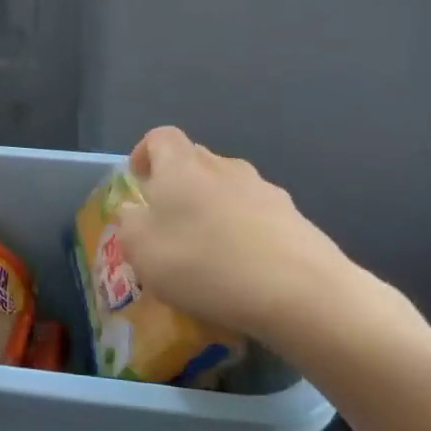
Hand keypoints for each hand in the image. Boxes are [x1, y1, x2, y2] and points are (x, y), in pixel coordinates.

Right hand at [113, 127, 380, 353]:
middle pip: (195, 161)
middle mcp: (224, 167)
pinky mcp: (296, 220)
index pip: (160, 137)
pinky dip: (245, 234)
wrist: (300, 293)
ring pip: (228, 190)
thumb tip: (133, 211)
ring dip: (213, 211)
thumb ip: (129, 224)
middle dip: (178, 185)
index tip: (139, 184)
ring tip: (208, 254)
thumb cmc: (203, 263)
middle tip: (168, 224)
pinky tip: (244, 272)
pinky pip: (258, 218)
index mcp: (181, 166)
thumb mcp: (141, 250)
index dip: (145, 155)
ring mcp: (265, 191)